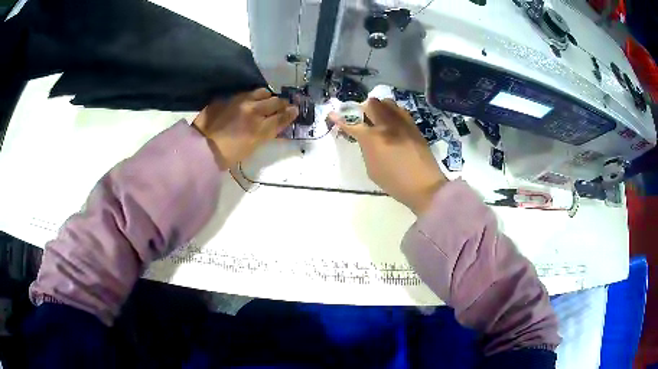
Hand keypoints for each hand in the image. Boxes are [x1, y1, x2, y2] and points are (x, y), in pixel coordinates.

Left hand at [193, 88, 298, 168]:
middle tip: (284, 104)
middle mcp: (253, 111)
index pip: (282, 117)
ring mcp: (239, 102)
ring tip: (267, 99)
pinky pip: (245, 93)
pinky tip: (248, 101)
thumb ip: (265, 134)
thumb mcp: (251, 148)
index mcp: (259, 129)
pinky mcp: (227, 98)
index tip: (295, 110)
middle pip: (275, 102)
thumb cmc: (227, 155)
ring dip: (267, 96)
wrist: (201, 148)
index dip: (290, 113)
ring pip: (261, 92)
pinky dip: (251, 96)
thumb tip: (275, 125)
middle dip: (282, 103)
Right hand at [329, 98, 446, 214]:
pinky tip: (391, 123)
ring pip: (387, 102)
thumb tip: (365, 139)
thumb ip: (366, 149)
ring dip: (378, 107)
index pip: (352, 124)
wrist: (425, 186)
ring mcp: (403, 123)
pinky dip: (391, 112)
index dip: (340, 119)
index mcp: (373, 139)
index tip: (332, 114)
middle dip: (362, 108)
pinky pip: (400, 110)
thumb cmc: (395, 183)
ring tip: (377, 118)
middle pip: (371, 104)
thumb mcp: (372, 169)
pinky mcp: (414, 126)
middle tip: (361, 119)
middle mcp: (387, 125)